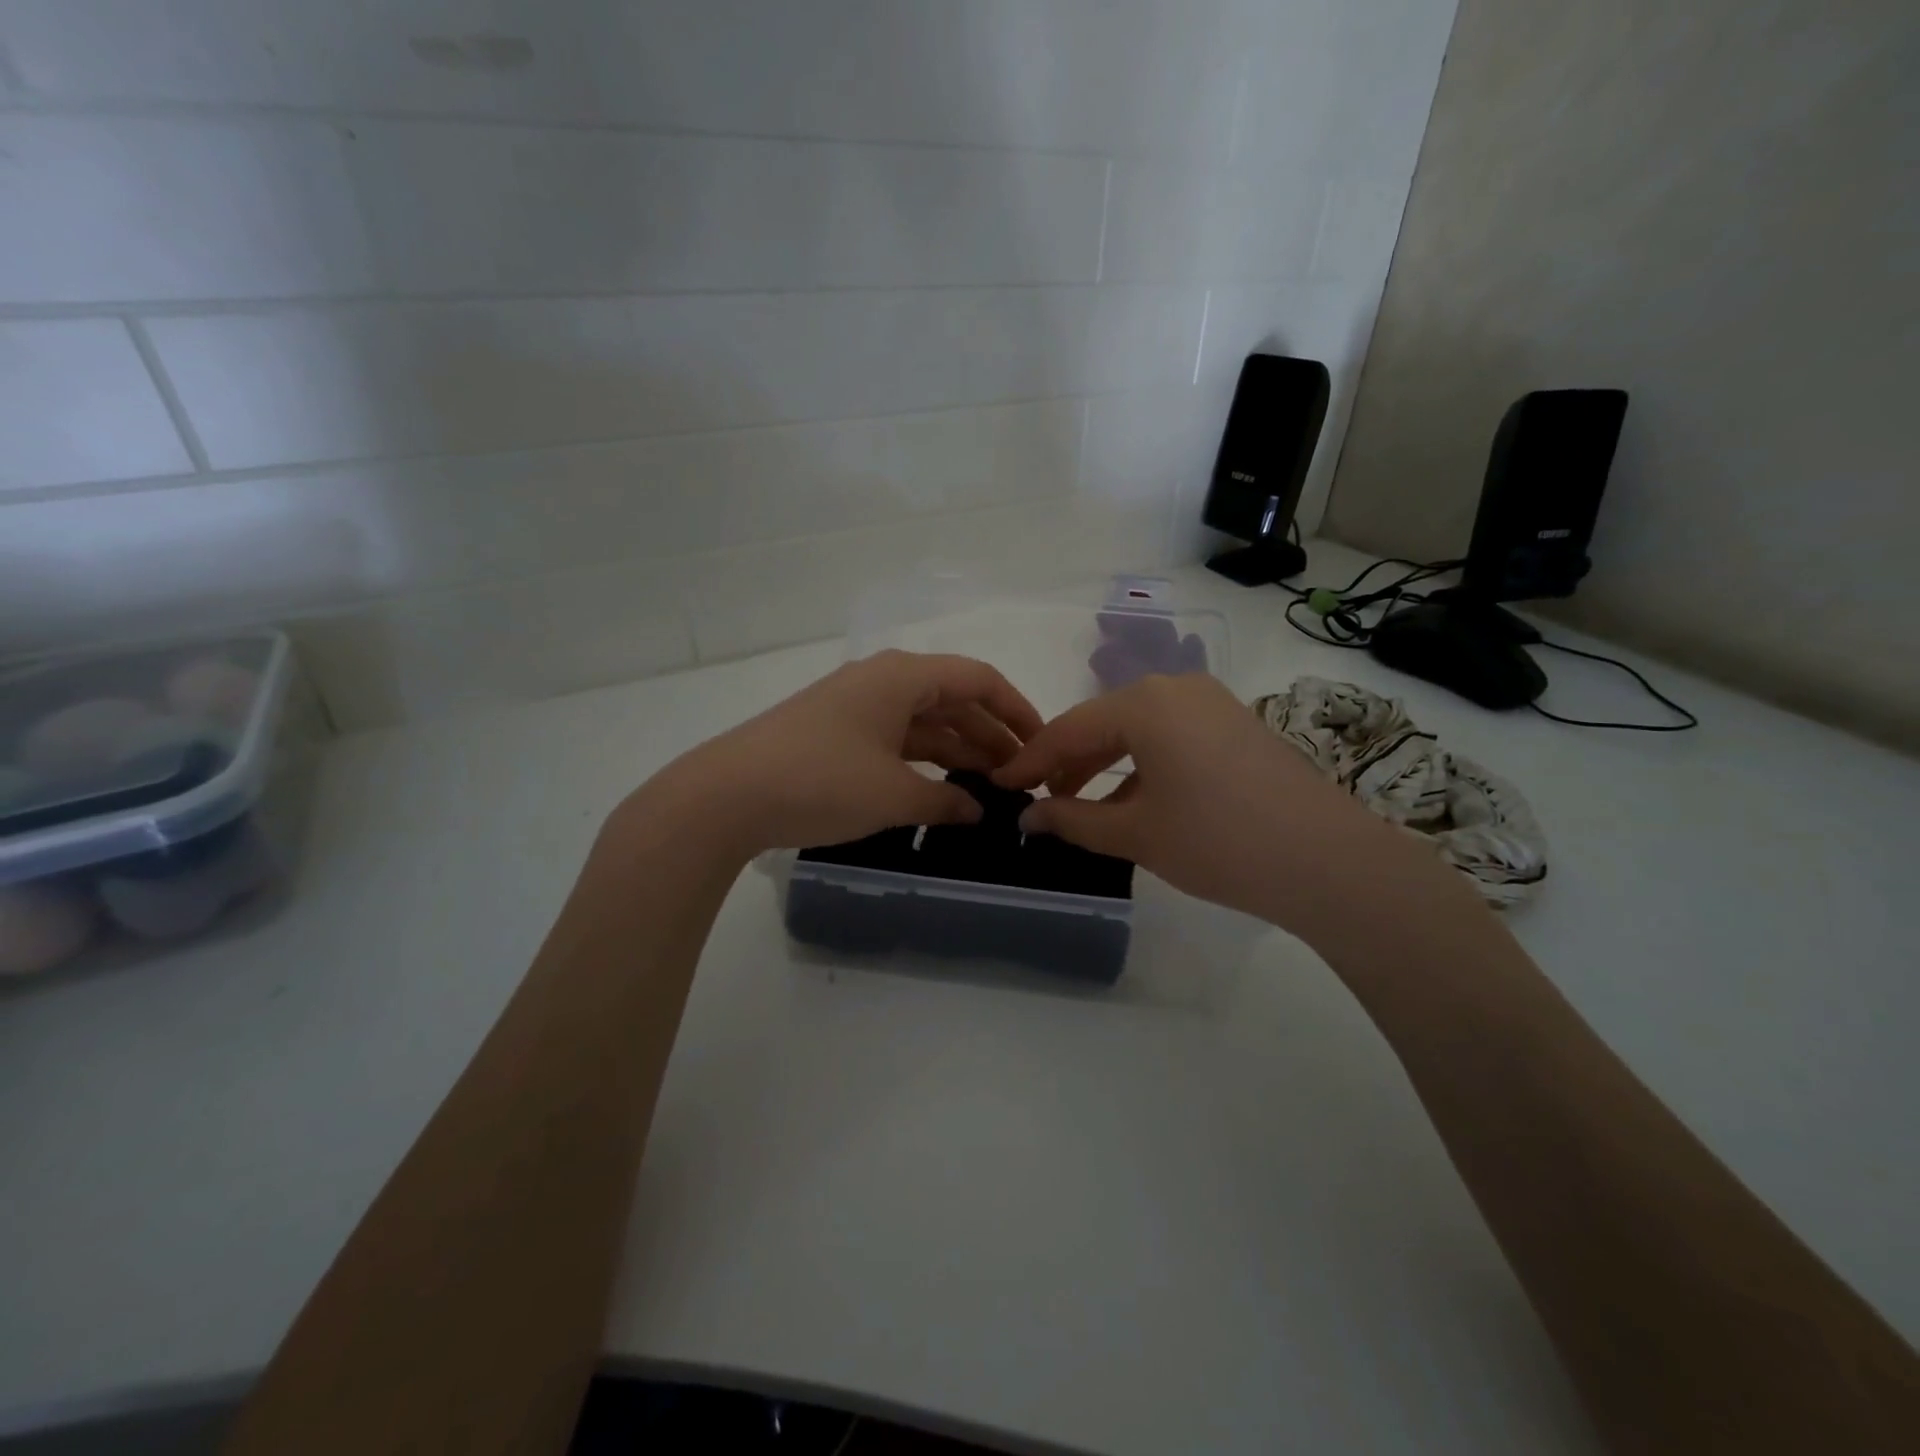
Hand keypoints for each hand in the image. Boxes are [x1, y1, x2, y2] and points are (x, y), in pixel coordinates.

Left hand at [631, 650, 1043, 855]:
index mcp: (902, 676)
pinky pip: (896, 739)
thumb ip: (946, 800)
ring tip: (990, 788)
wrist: (725, 797)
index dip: (1016, 710)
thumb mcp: (894, 795)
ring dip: (958, 751)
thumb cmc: (821, 782)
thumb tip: (979, 810)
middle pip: (952, 700)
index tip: (1042, 744)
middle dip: (990, 736)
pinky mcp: (835, 733)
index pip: (977, 679)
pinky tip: (941, 790)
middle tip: (1021, 776)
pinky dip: (923, 761)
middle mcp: (881, 681)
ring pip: (923, 722)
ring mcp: (855, 707)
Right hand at [992, 674, 1455, 936]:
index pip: (1069, 728)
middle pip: (1103, 722)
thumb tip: (1029, 818)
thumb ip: (1072, 820)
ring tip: (1081, 805)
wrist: (1328, 861)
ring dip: (1104, 764)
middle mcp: (1176, 688)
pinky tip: (1133, 800)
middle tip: (1039, 799)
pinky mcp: (1236, 724)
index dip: (1030, 760)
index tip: (1000, 784)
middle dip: (1068, 762)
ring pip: (1138, 729)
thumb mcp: (1135, 833)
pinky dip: (1142, 764)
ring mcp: (1212, 703)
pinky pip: (1170, 736)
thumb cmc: (1218, 841)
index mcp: (1145, 703)